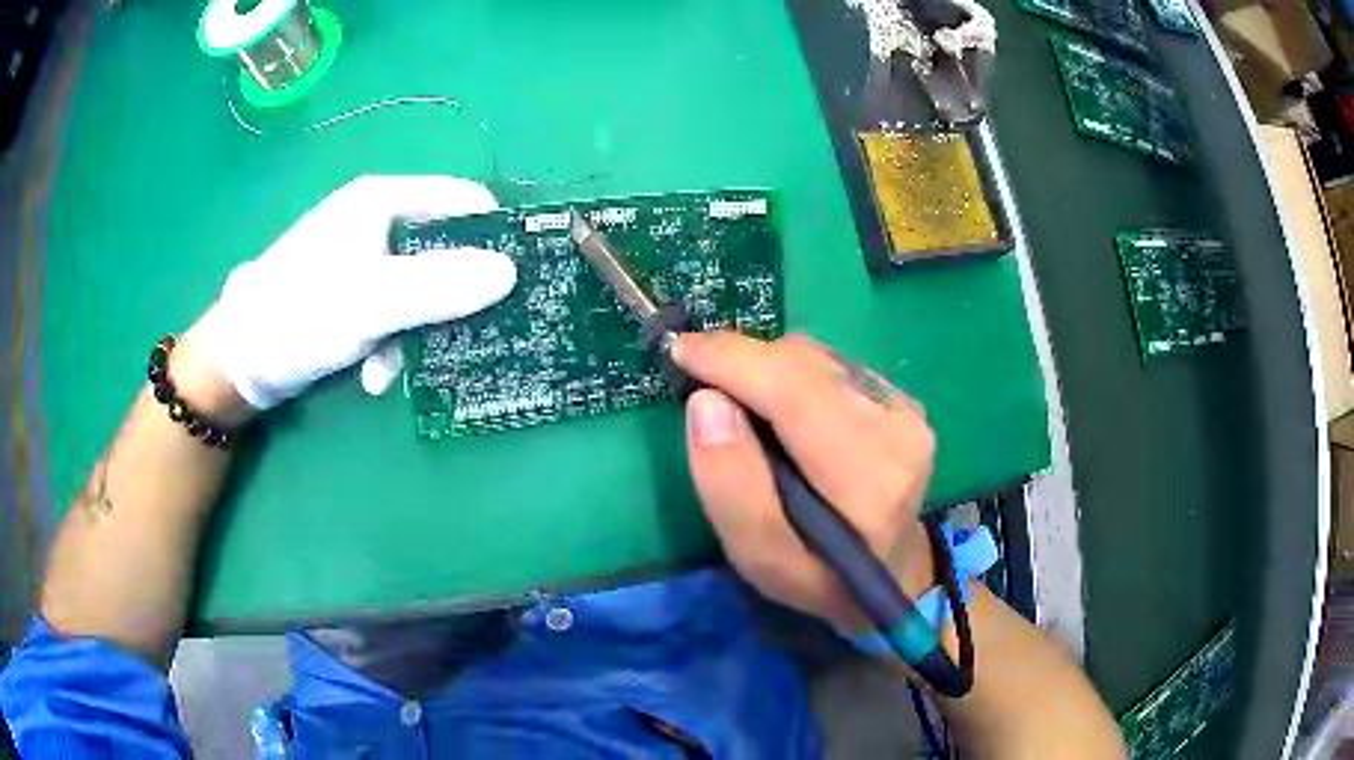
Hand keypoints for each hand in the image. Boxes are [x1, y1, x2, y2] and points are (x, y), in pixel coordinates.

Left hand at [179, 175, 516, 418]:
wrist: (236, 362)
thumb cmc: (299, 316)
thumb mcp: (372, 304)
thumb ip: (441, 286)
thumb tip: (511, 273)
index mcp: (383, 201)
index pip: (462, 201)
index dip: (495, 236)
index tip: (517, 283)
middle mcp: (375, 220)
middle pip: (443, 249)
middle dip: (451, 299)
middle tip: (466, 338)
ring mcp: (361, 258)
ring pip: (419, 287)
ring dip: (415, 333)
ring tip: (393, 371)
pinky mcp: (350, 293)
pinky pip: (391, 310)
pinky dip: (389, 343)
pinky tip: (374, 376)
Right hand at [672, 332, 936, 628]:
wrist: (890, 571)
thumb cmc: (820, 577)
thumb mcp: (762, 558)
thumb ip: (732, 489)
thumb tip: (706, 402)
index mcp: (869, 478)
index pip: (795, 392)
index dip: (733, 361)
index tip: (680, 350)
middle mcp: (898, 429)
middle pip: (803, 364)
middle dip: (744, 362)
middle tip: (702, 382)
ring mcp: (907, 409)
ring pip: (815, 358)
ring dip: (768, 369)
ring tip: (743, 405)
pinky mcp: (902, 399)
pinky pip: (830, 365)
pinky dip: (792, 375)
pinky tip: (783, 411)